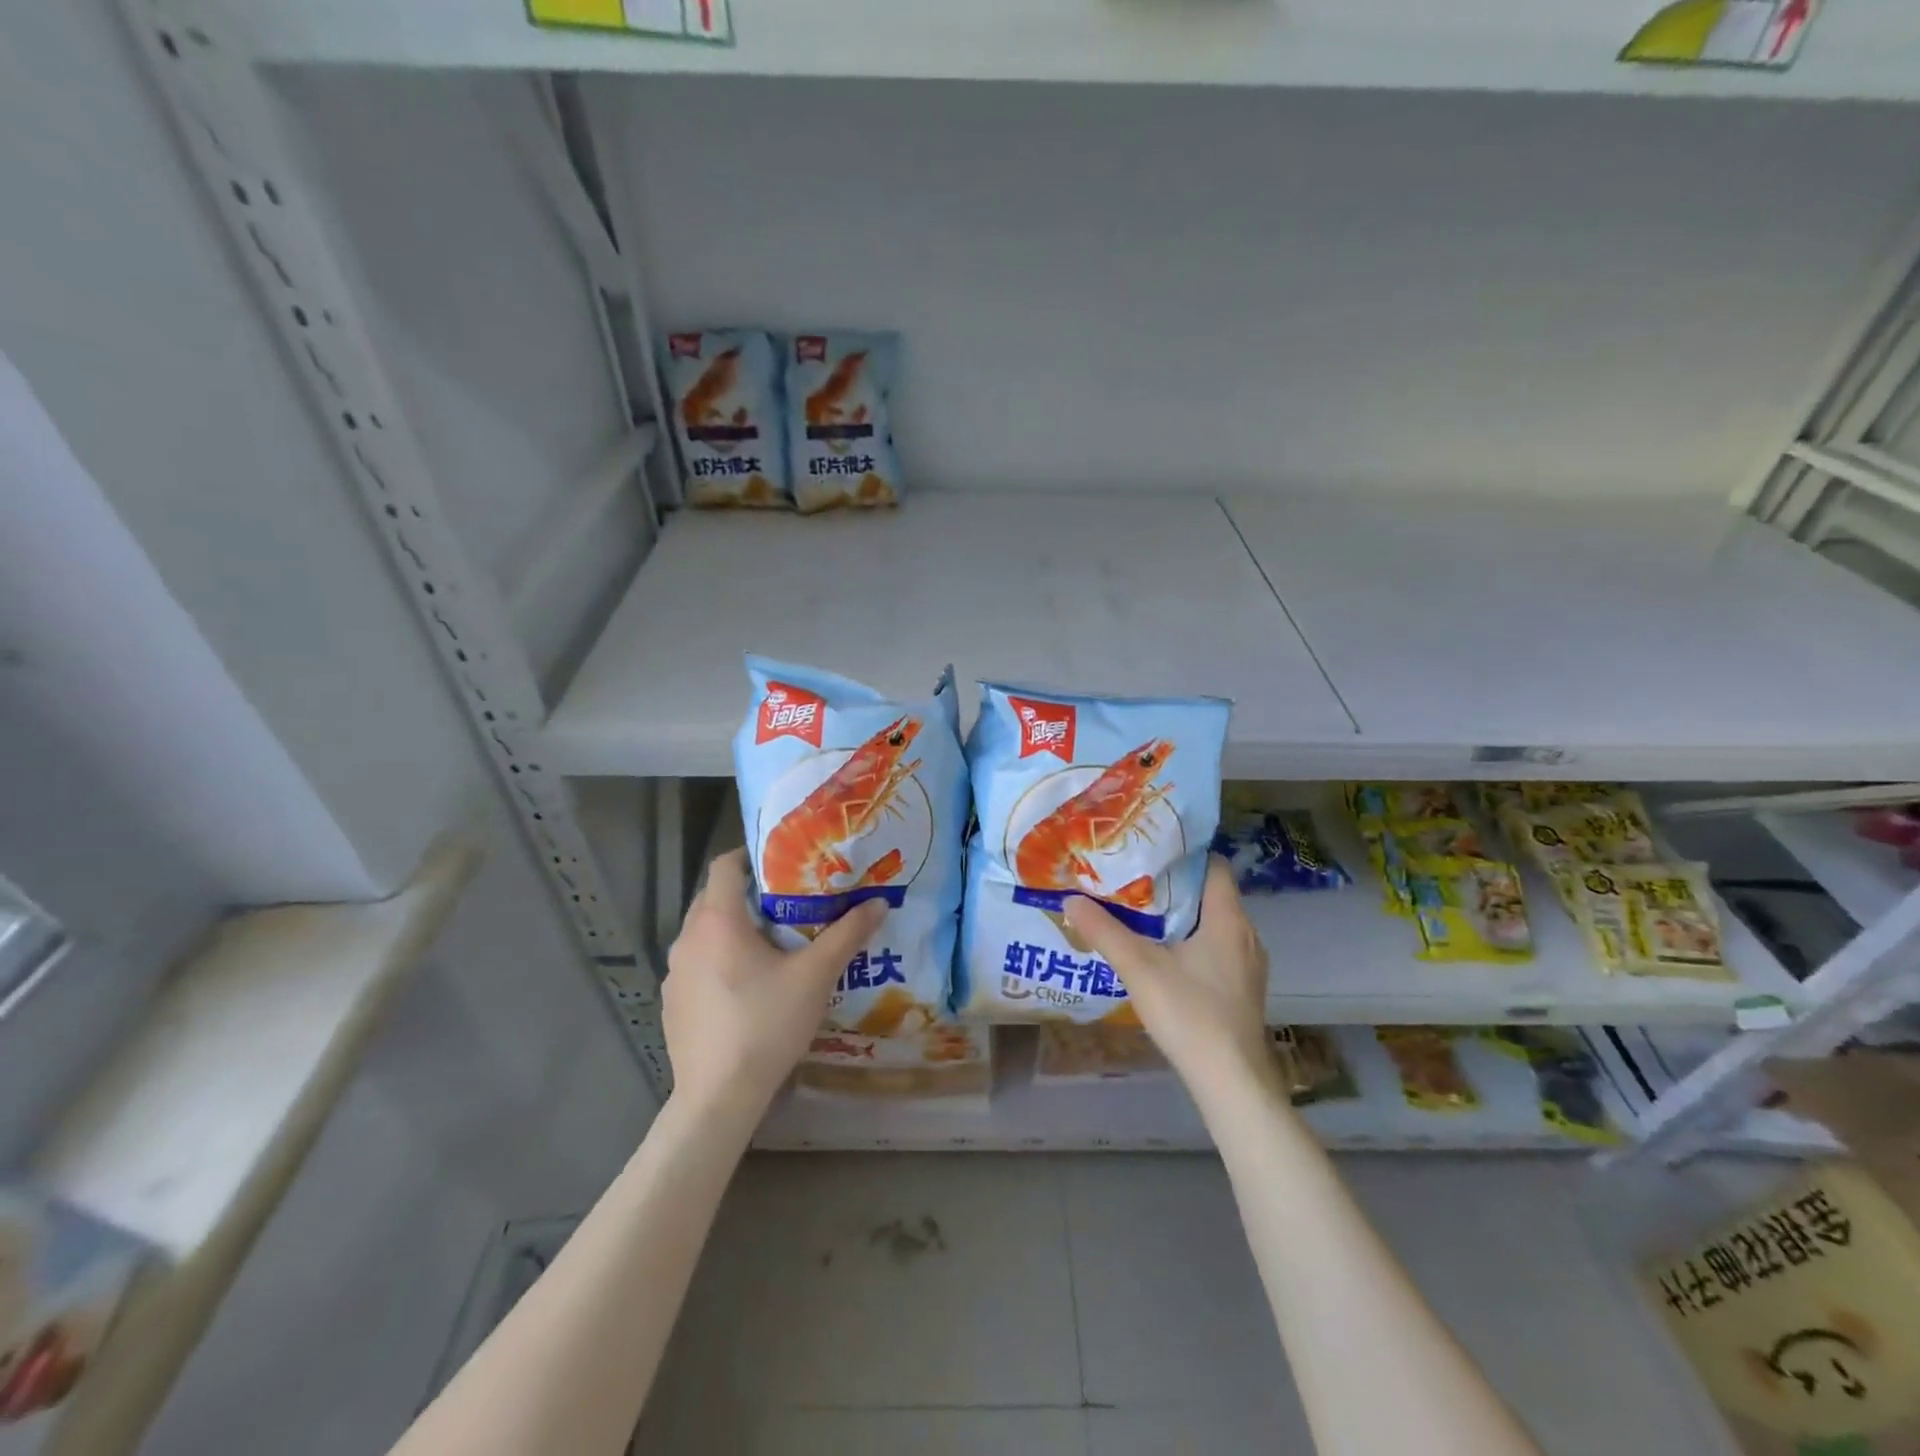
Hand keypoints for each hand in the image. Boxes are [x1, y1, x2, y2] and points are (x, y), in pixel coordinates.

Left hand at [663, 848, 884, 1116]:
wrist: (718, 1096)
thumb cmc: (766, 1024)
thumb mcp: (815, 976)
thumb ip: (847, 934)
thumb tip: (879, 903)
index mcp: (718, 921)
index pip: (724, 866)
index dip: (750, 855)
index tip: (781, 861)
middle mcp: (688, 938)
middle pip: (714, 898)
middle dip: (747, 893)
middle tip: (786, 901)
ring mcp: (674, 973)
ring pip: (703, 932)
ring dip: (731, 928)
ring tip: (770, 943)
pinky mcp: (671, 1002)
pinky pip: (696, 964)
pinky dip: (717, 959)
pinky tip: (744, 987)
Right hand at [1064, 856, 1280, 1105]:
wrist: (1232, 1082)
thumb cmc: (1190, 1014)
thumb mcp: (1139, 968)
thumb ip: (1104, 931)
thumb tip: (1070, 898)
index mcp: (1227, 919)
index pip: (1214, 865)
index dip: (1182, 853)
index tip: (1147, 849)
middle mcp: (1245, 934)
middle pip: (1210, 893)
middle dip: (1172, 884)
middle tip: (1131, 878)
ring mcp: (1248, 964)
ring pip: (1212, 923)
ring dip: (1179, 915)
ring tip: (1139, 911)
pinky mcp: (1242, 989)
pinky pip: (1215, 948)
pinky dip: (1190, 941)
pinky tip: (1161, 954)